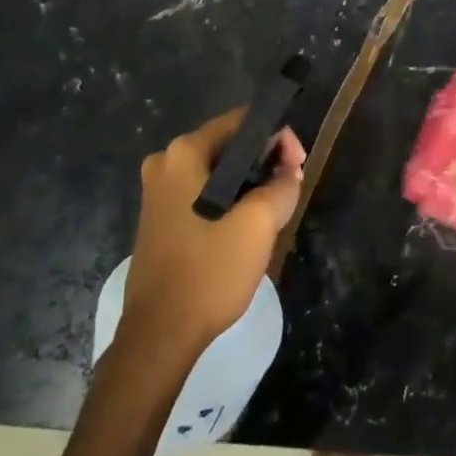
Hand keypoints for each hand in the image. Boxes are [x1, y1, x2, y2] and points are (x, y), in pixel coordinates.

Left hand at [122, 109, 305, 360]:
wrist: (160, 334)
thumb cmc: (209, 271)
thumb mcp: (258, 225)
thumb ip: (281, 186)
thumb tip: (290, 170)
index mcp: (183, 154)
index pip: (240, 122)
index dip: (276, 136)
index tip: (299, 164)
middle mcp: (164, 163)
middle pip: (227, 145)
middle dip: (264, 159)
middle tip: (292, 184)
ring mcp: (157, 192)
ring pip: (216, 172)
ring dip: (248, 182)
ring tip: (276, 205)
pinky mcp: (158, 218)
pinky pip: (201, 192)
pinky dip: (228, 198)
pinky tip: (247, 223)